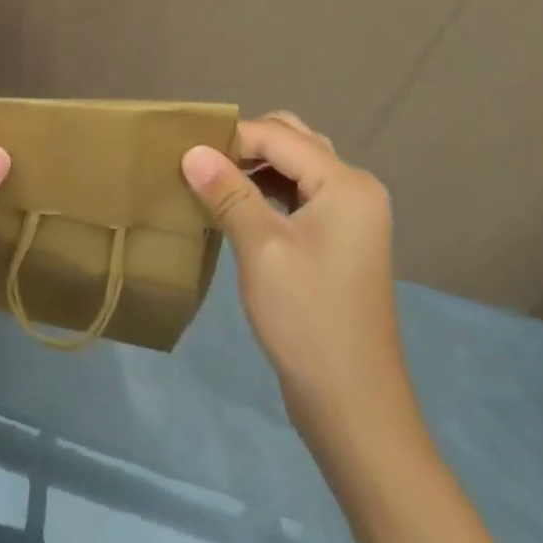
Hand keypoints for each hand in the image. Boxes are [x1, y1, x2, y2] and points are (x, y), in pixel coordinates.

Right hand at [182, 113, 406, 446]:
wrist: (353, 407)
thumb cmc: (307, 319)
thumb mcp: (261, 248)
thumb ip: (227, 192)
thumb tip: (191, 150)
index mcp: (346, 183)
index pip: (278, 136)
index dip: (231, 138)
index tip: (187, 153)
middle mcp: (356, 188)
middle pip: (293, 140)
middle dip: (246, 145)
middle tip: (203, 164)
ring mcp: (352, 215)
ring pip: (297, 165)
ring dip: (257, 166)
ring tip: (215, 182)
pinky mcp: (342, 239)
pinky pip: (302, 193)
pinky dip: (270, 190)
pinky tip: (241, 207)